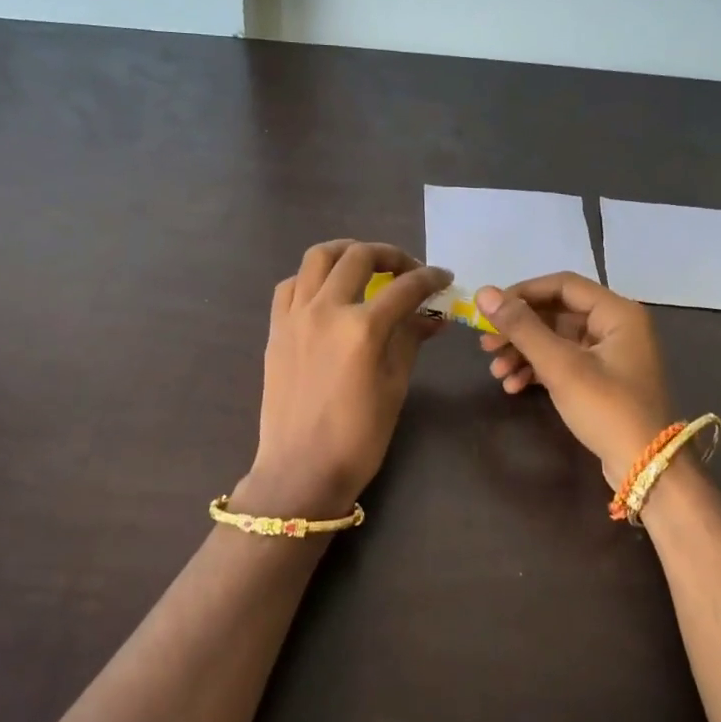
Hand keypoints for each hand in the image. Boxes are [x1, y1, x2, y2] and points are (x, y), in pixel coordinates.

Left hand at [236, 240, 451, 518]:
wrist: (300, 470)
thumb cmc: (358, 437)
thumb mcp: (395, 387)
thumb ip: (411, 340)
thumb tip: (434, 315)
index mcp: (362, 328)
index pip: (405, 287)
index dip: (430, 278)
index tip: (444, 278)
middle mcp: (326, 309)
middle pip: (360, 256)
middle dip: (391, 255)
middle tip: (408, 270)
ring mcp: (295, 315)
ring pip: (318, 256)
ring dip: (347, 252)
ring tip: (366, 264)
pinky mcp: (276, 327)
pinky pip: (292, 284)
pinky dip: (312, 277)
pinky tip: (327, 292)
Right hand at [476, 273, 673, 488]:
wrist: (645, 467)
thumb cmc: (607, 408)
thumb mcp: (561, 366)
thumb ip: (522, 327)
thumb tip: (484, 292)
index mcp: (617, 313)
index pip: (563, 285)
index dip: (523, 293)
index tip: (490, 310)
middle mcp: (616, 326)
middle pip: (557, 313)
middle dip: (519, 330)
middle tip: (486, 345)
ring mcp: (609, 354)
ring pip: (556, 340)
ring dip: (524, 352)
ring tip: (496, 371)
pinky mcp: (601, 379)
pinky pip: (563, 362)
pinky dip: (538, 370)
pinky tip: (513, 386)